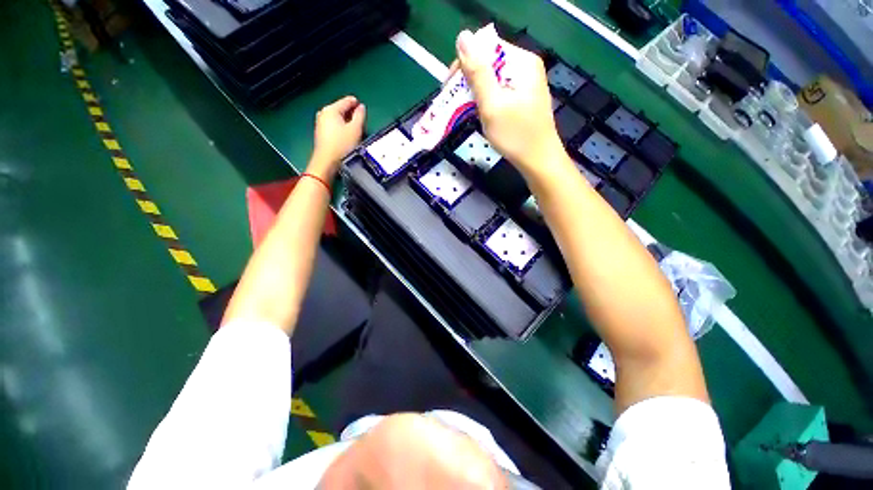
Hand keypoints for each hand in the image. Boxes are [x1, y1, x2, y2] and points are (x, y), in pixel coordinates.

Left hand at [309, 96, 366, 179]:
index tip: (364, 108)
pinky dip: (341, 127)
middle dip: (351, 113)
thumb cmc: (342, 145)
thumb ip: (360, 116)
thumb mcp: (355, 129)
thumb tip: (361, 107)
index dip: (357, 103)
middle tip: (361, 120)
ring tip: (355, 129)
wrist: (327, 162)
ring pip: (337, 118)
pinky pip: (334, 125)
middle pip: (341, 108)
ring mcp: (320, 123)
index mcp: (331, 109)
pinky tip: (347, 135)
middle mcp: (323, 113)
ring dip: (347, 121)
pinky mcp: (321, 133)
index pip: (347, 101)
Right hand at [455, 30, 568, 182]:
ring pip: (492, 81)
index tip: (449, 88)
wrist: (538, 162)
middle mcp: (525, 68)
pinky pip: (499, 93)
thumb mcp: (492, 104)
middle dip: (468, 82)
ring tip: (463, 111)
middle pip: (489, 64)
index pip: (486, 49)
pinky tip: (479, 114)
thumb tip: (463, 37)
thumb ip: (477, 73)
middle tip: (453, 103)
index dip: (464, 65)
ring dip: (475, 94)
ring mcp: (525, 84)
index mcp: (522, 62)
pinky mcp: (523, 99)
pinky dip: (486, 102)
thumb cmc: (516, 136)